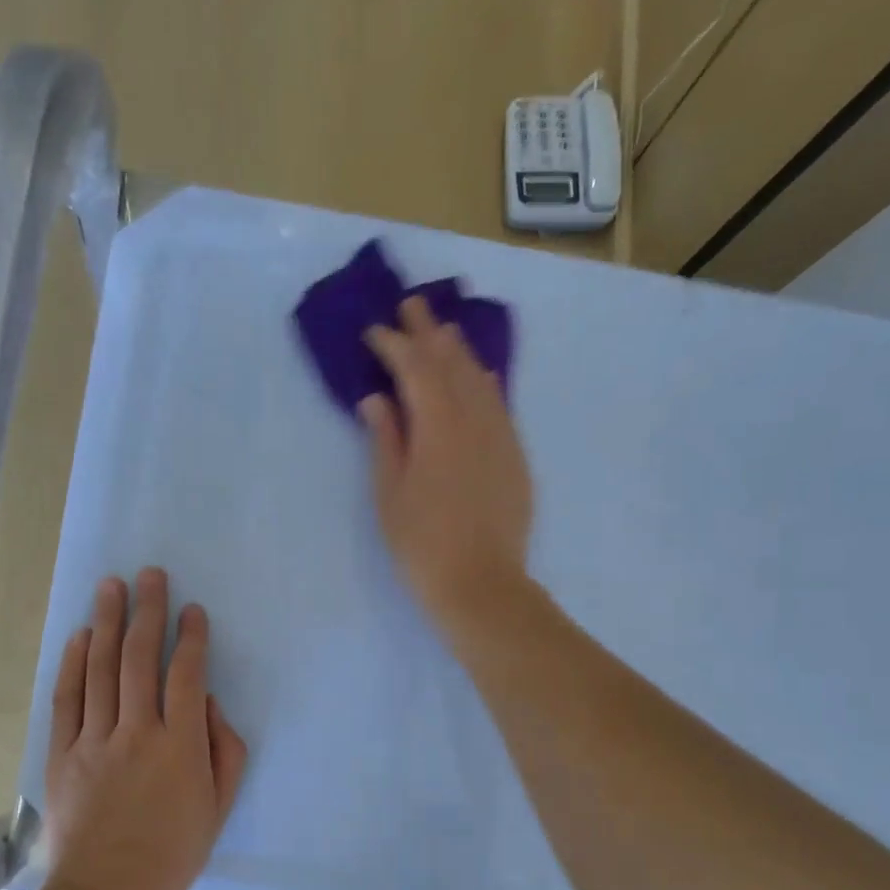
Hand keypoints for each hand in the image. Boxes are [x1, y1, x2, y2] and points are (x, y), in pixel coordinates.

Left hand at [41, 568, 247, 889]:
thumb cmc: (173, 853)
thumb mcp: (219, 807)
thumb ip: (224, 750)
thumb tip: (209, 705)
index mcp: (180, 745)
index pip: (187, 675)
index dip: (191, 638)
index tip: (193, 611)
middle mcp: (136, 731)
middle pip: (138, 658)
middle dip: (146, 611)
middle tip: (149, 575)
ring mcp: (94, 740)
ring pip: (99, 668)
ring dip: (106, 622)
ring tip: (110, 586)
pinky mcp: (62, 754)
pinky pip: (67, 698)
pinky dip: (72, 663)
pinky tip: (78, 636)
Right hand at [361, 295, 534, 637]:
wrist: (481, 584)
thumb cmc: (422, 545)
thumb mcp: (390, 495)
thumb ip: (385, 440)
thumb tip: (377, 399)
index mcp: (437, 427)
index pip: (415, 369)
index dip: (393, 346)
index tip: (374, 332)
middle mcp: (474, 419)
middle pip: (451, 362)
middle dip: (429, 332)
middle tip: (412, 305)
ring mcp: (500, 435)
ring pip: (480, 378)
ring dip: (459, 350)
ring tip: (444, 330)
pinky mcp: (515, 455)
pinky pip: (500, 402)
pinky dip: (485, 381)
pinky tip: (479, 375)